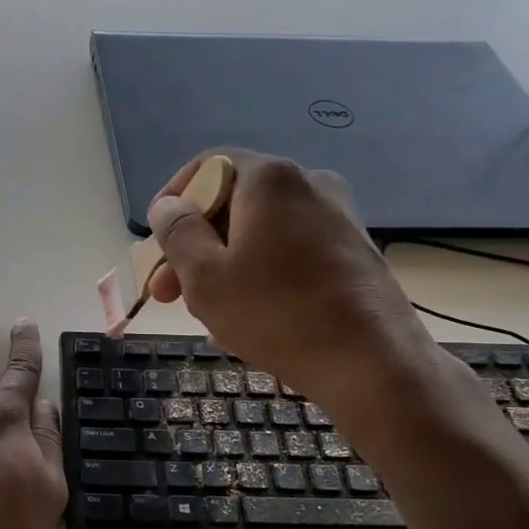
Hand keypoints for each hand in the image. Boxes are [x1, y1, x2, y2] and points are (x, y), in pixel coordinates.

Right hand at [147, 149, 437, 404]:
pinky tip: (248, 321)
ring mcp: (338, 219)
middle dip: (195, 247)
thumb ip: (178, 233)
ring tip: (208, 317)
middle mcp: (309, 185)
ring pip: (261, 234)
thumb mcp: (205, 277)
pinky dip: (260, 278)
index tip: (156, 244)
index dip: (173, 201)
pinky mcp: (353, 253)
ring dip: (225, 268)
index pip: (208, 166)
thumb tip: (168, 205)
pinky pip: (290, 254)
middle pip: (234, 204)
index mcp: (270, 180)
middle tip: (169, 294)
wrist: (372, 363)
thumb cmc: (276, 314)